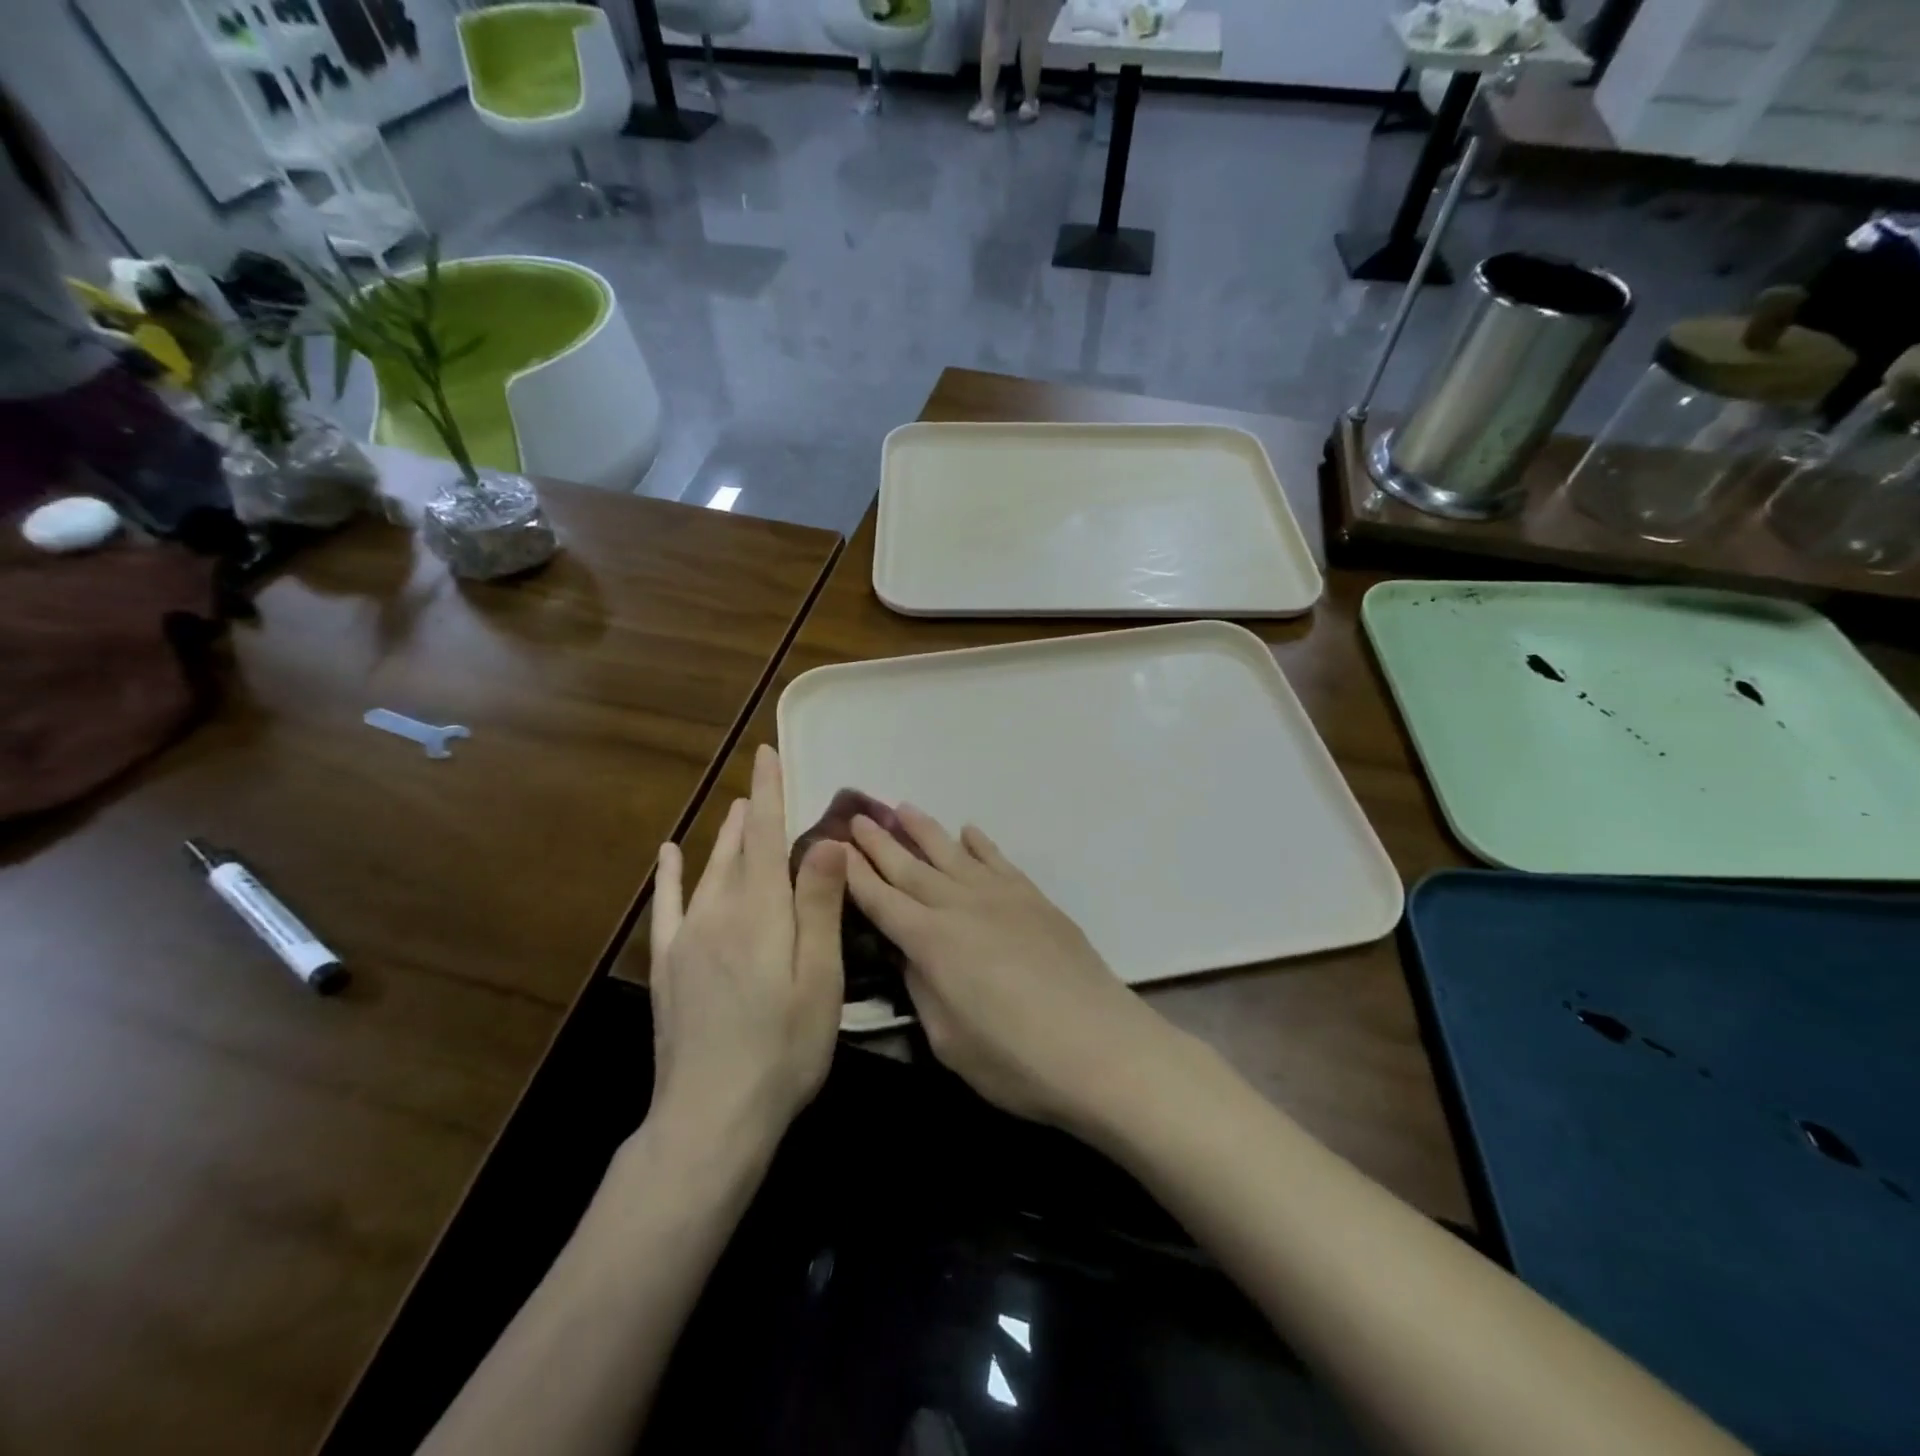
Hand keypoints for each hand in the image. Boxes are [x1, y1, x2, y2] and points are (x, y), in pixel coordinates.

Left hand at [649, 745, 846, 1146]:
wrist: (712, 1117)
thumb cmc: (783, 1048)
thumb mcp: (820, 978)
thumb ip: (819, 906)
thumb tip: (826, 839)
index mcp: (761, 911)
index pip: (767, 834)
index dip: (769, 791)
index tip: (767, 752)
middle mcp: (719, 911)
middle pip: (739, 847)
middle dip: (753, 810)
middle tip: (763, 780)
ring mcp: (687, 939)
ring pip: (709, 870)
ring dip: (725, 836)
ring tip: (737, 809)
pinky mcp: (668, 966)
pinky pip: (667, 907)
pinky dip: (670, 877)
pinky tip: (669, 855)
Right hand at [844, 805, 1173, 1132]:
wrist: (1101, 1047)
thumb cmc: (1016, 1060)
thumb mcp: (949, 1040)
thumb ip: (922, 990)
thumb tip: (910, 955)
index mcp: (930, 942)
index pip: (881, 900)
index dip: (856, 874)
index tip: (834, 847)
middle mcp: (960, 906)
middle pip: (911, 867)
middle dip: (880, 842)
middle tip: (857, 817)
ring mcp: (1001, 897)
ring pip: (952, 853)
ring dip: (924, 830)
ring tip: (902, 808)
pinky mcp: (1034, 899)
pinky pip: (998, 860)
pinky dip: (980, 844)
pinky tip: (968, 832)